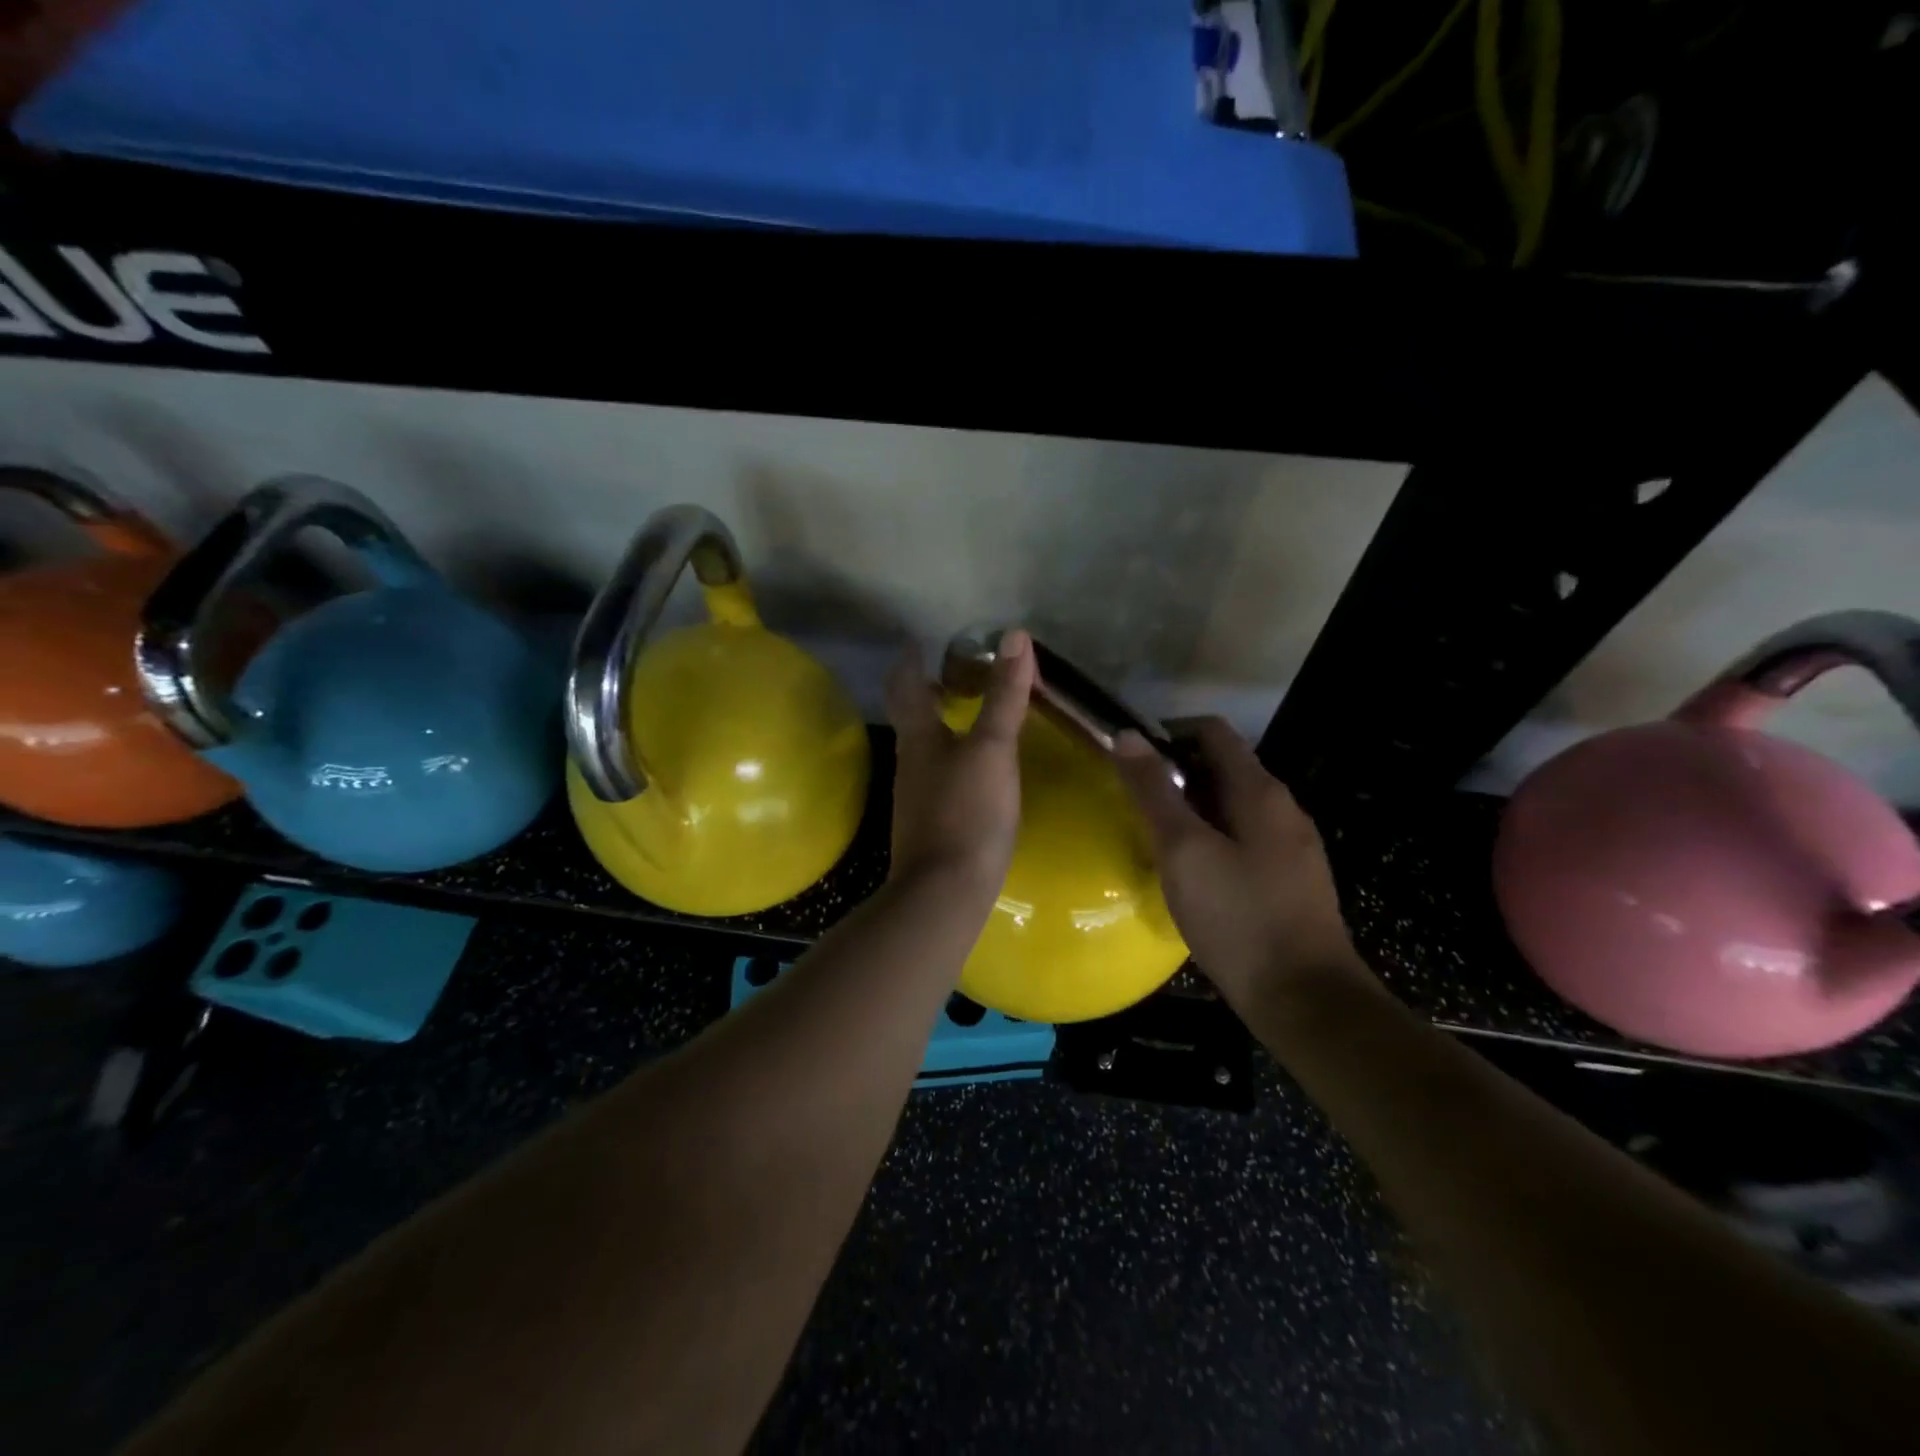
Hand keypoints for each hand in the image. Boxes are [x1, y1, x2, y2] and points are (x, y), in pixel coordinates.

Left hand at [884, 628, 1035, 894]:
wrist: (944, 893)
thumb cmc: (968, 812)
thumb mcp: (993, 750)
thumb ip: (1004, 697)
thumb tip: (1014, 637)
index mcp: (918, 737)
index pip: (905, 684)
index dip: (911, 658)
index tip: (921, 640)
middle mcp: (910, 761)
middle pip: (911, 716)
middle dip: (927, 691)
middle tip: (955, 673)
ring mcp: (916, 796)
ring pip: (924, 747)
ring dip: (942, 725)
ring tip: (972, 715)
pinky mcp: (930, 824)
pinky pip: (939, 777)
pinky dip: (954, 759)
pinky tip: (976, 769)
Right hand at [1113, 717, 1363, 1000]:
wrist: (1304, 1000)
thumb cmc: (1238, 917)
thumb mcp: (1184, 850)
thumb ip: (1154, 790)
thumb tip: (1126, 734)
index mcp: (1259, 791)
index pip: (1212, 731)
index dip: (1168, 732)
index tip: (1130, 757)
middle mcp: (1283, 808)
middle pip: (1222, 768)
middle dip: (1176, 774)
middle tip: (1133, 801)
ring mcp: (1292, 846)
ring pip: (1231, 807)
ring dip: (1192, 809)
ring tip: (1154, 836)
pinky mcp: (1291, 881)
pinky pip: (1244, 840)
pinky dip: (1211, 840)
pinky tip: (1190, 873)